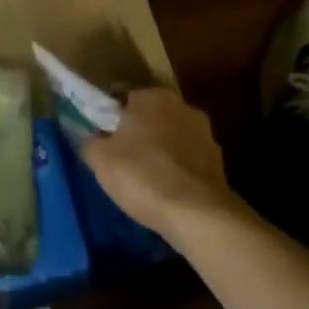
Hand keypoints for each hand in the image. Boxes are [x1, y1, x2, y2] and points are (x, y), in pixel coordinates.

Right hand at [82, 88, 239, 240]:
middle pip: (150, 114)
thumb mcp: (100, 159)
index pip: (123, 95)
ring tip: (144, 175)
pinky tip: (166, 188)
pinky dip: (177, 168)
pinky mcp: (218, 160)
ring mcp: (204, 132)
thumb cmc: (142, 175)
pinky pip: (187, 158)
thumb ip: (90, 141)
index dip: (109, 113)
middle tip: (119, 154)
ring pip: (172, 135)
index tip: (100, 133)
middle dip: (137, 129)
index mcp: (151, 96)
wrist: (197, 213)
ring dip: (160, 148)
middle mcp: (181, 105)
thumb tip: (90, 137)